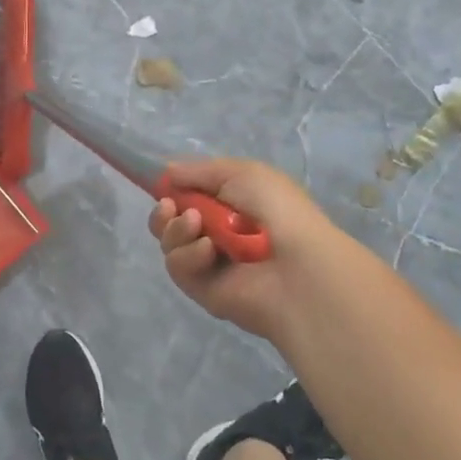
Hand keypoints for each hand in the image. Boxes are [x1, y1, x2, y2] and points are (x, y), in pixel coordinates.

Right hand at [148, 157, 346, 342]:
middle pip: (170, 221)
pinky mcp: (200, 289)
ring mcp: (207, 262)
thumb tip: (167, 173)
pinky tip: (208, 252)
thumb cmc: (276, 210)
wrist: (297, 267)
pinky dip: (188, 255)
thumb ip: (199, 171)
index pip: (188, 196)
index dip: (172, 189)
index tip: (163, 184)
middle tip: (170, 207)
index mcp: (230, 204)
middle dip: (163, 211)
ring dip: (176, 229)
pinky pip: (177, 266)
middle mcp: (216, 233)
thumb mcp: (241, 173)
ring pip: (169, 242)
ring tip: (196, 226)